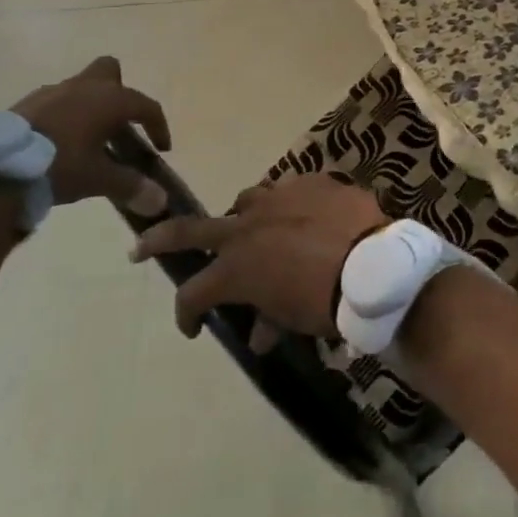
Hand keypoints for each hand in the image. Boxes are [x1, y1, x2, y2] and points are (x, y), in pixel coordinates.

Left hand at [10, 57, 170, 211]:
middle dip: (120, 92)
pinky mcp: (27, 103)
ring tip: (88, 138)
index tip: (161, 149)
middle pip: (111, 71)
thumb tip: (161, 201)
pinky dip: (64, 115)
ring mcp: (53, 91)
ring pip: (81, 86)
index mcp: (109, 100)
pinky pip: (56, 101)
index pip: (146, 105)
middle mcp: (84, 87)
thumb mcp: (98, 180)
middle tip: (119, 124)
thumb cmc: (59, 166)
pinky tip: (59, 142)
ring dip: (90, 106)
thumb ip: (131, 186)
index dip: (158, 126)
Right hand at [130, 174, 386, 337]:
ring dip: (243, 218)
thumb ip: (269, 321)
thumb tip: (261, 335)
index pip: (194, 292)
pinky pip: (290, 191)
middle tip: (143, 244)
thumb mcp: (293, 320)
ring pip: (246, 201)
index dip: (186, 314)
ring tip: (253, 230)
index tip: (194, 327)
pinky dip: (290, 208)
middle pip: (190, 229)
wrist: (374, 265)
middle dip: (161, 238)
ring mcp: (278, 197)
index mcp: (236, 266)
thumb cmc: (327, 302)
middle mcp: (247, 226)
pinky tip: (305, 218)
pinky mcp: (310, 182)